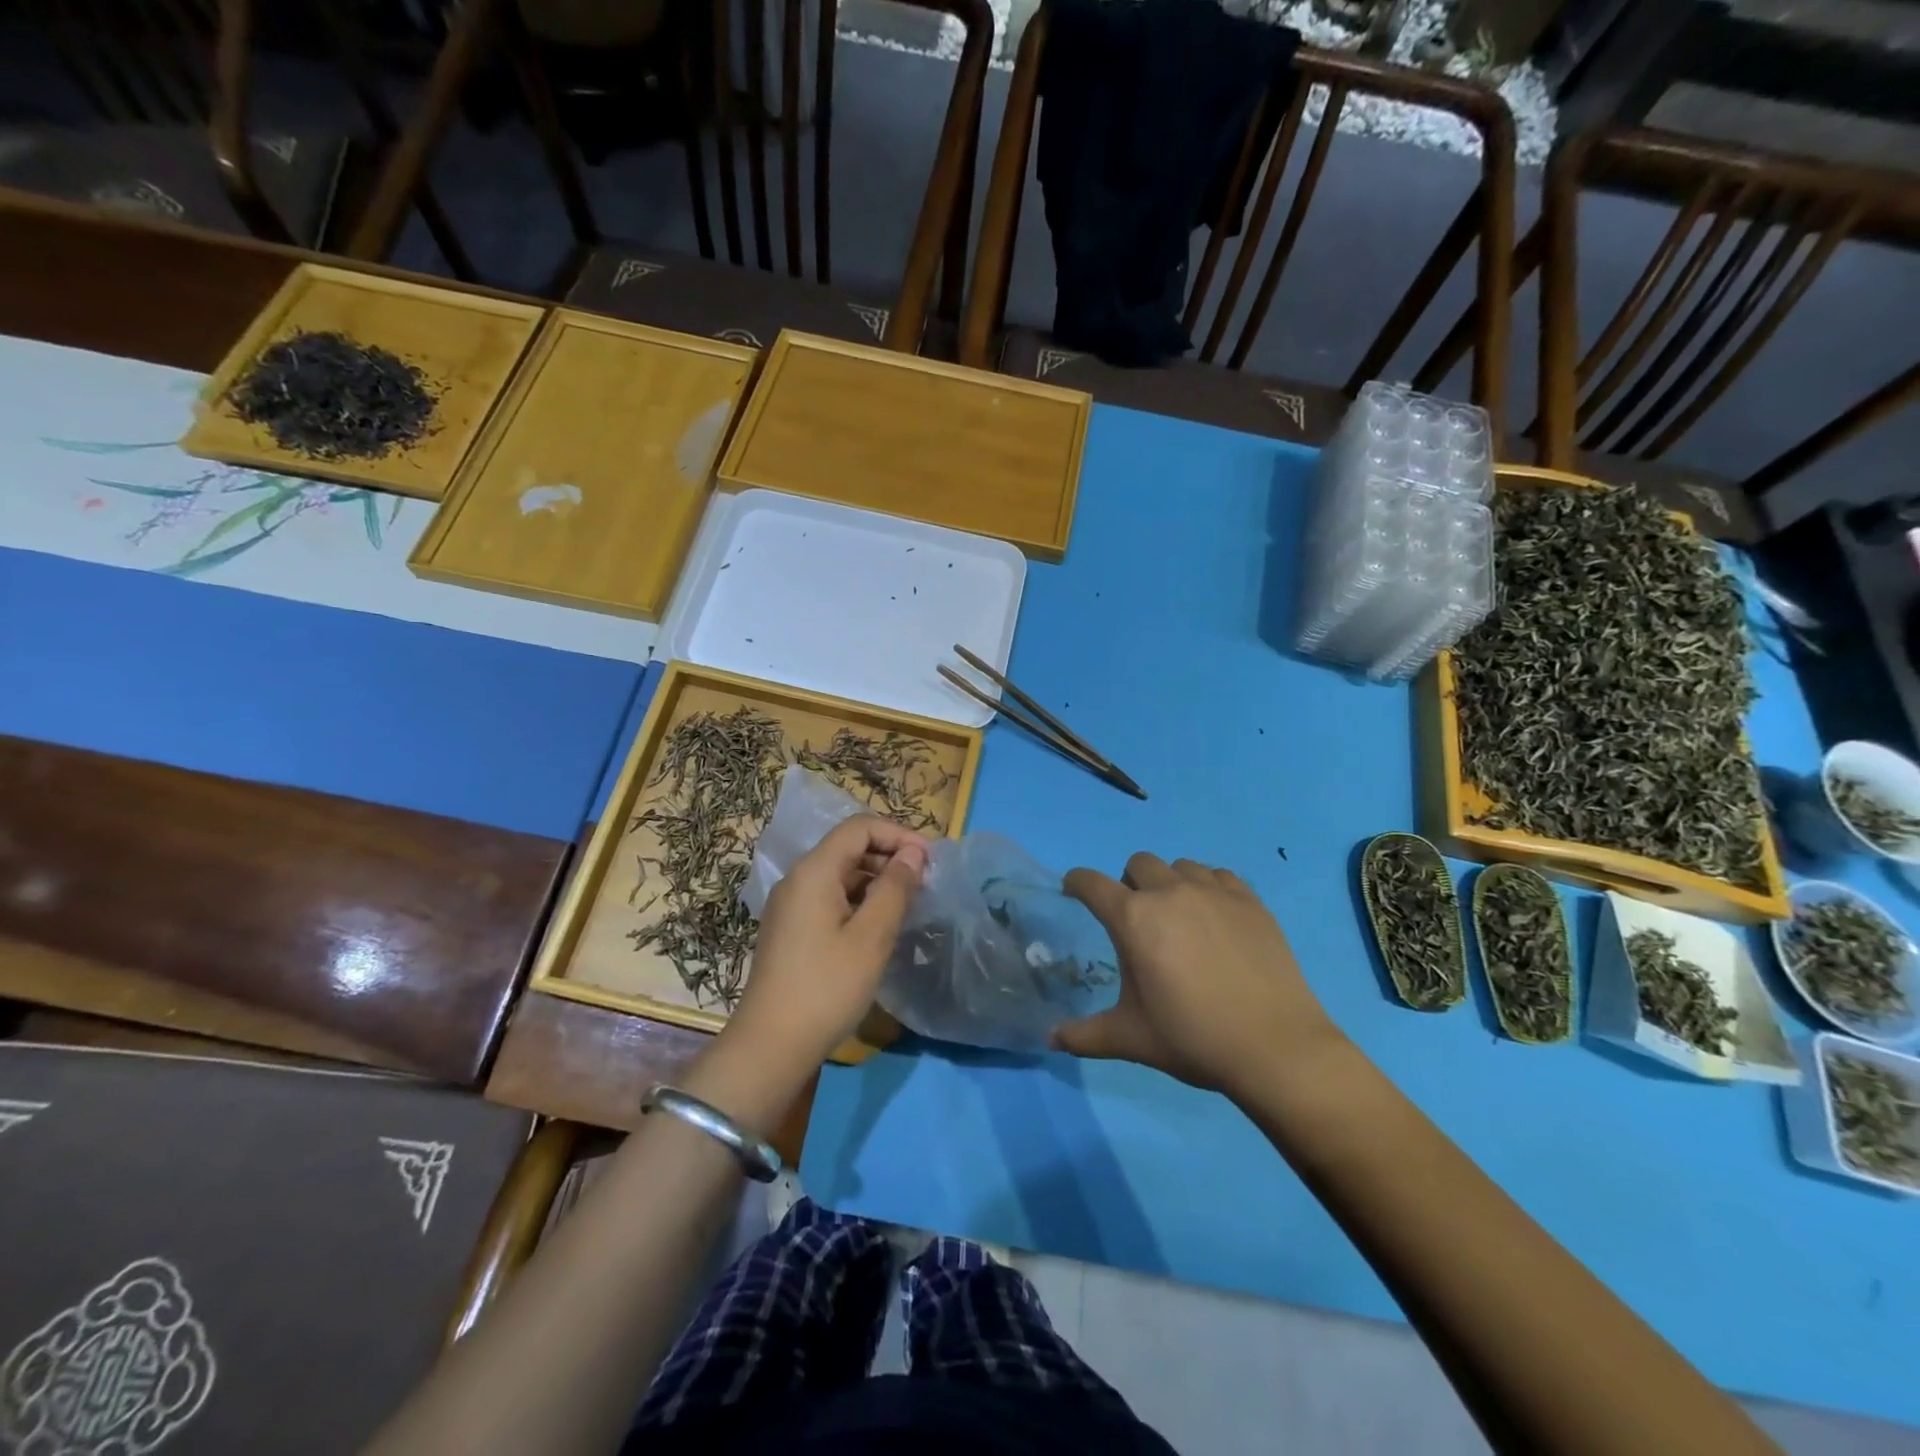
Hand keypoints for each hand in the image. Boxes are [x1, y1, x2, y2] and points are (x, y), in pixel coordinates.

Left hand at [726, 815, 928, 1074]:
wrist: (770, 1046)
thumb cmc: (827, 987)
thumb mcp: (872, 936)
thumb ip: (895, 888)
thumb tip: (913, 853)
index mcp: (814, 871)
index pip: (859, 828)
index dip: (898, 834)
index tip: (930, 860)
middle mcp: (798, 879)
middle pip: (848, 847)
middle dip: (889, 856)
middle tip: (924, 882)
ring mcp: (790, 905)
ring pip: (840, 874)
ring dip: (876, 880)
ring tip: (908, 904)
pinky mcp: (791, 929)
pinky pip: (830, 897)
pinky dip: (859, 900)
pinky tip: (879, 926)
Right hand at [1053, 853, 1344, 1095]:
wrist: (1275, 1047)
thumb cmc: (1192, 1038)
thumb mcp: (1130, 1039)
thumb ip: (1084, 1036)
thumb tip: (1050, 1039)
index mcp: (1133, 919)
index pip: (1091, 883)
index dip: (1077, 883)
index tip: (1074, 892)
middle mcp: (1170, 893)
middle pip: (1138, 863)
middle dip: (1128, 883)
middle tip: (1137, 918)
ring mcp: (1214, 892)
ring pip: (1180, 866)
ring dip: (1170, 883)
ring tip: (1179, 917)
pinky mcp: (1250, 900)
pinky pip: (1219, 875)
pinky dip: (1209, 888)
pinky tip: (1216, 918)